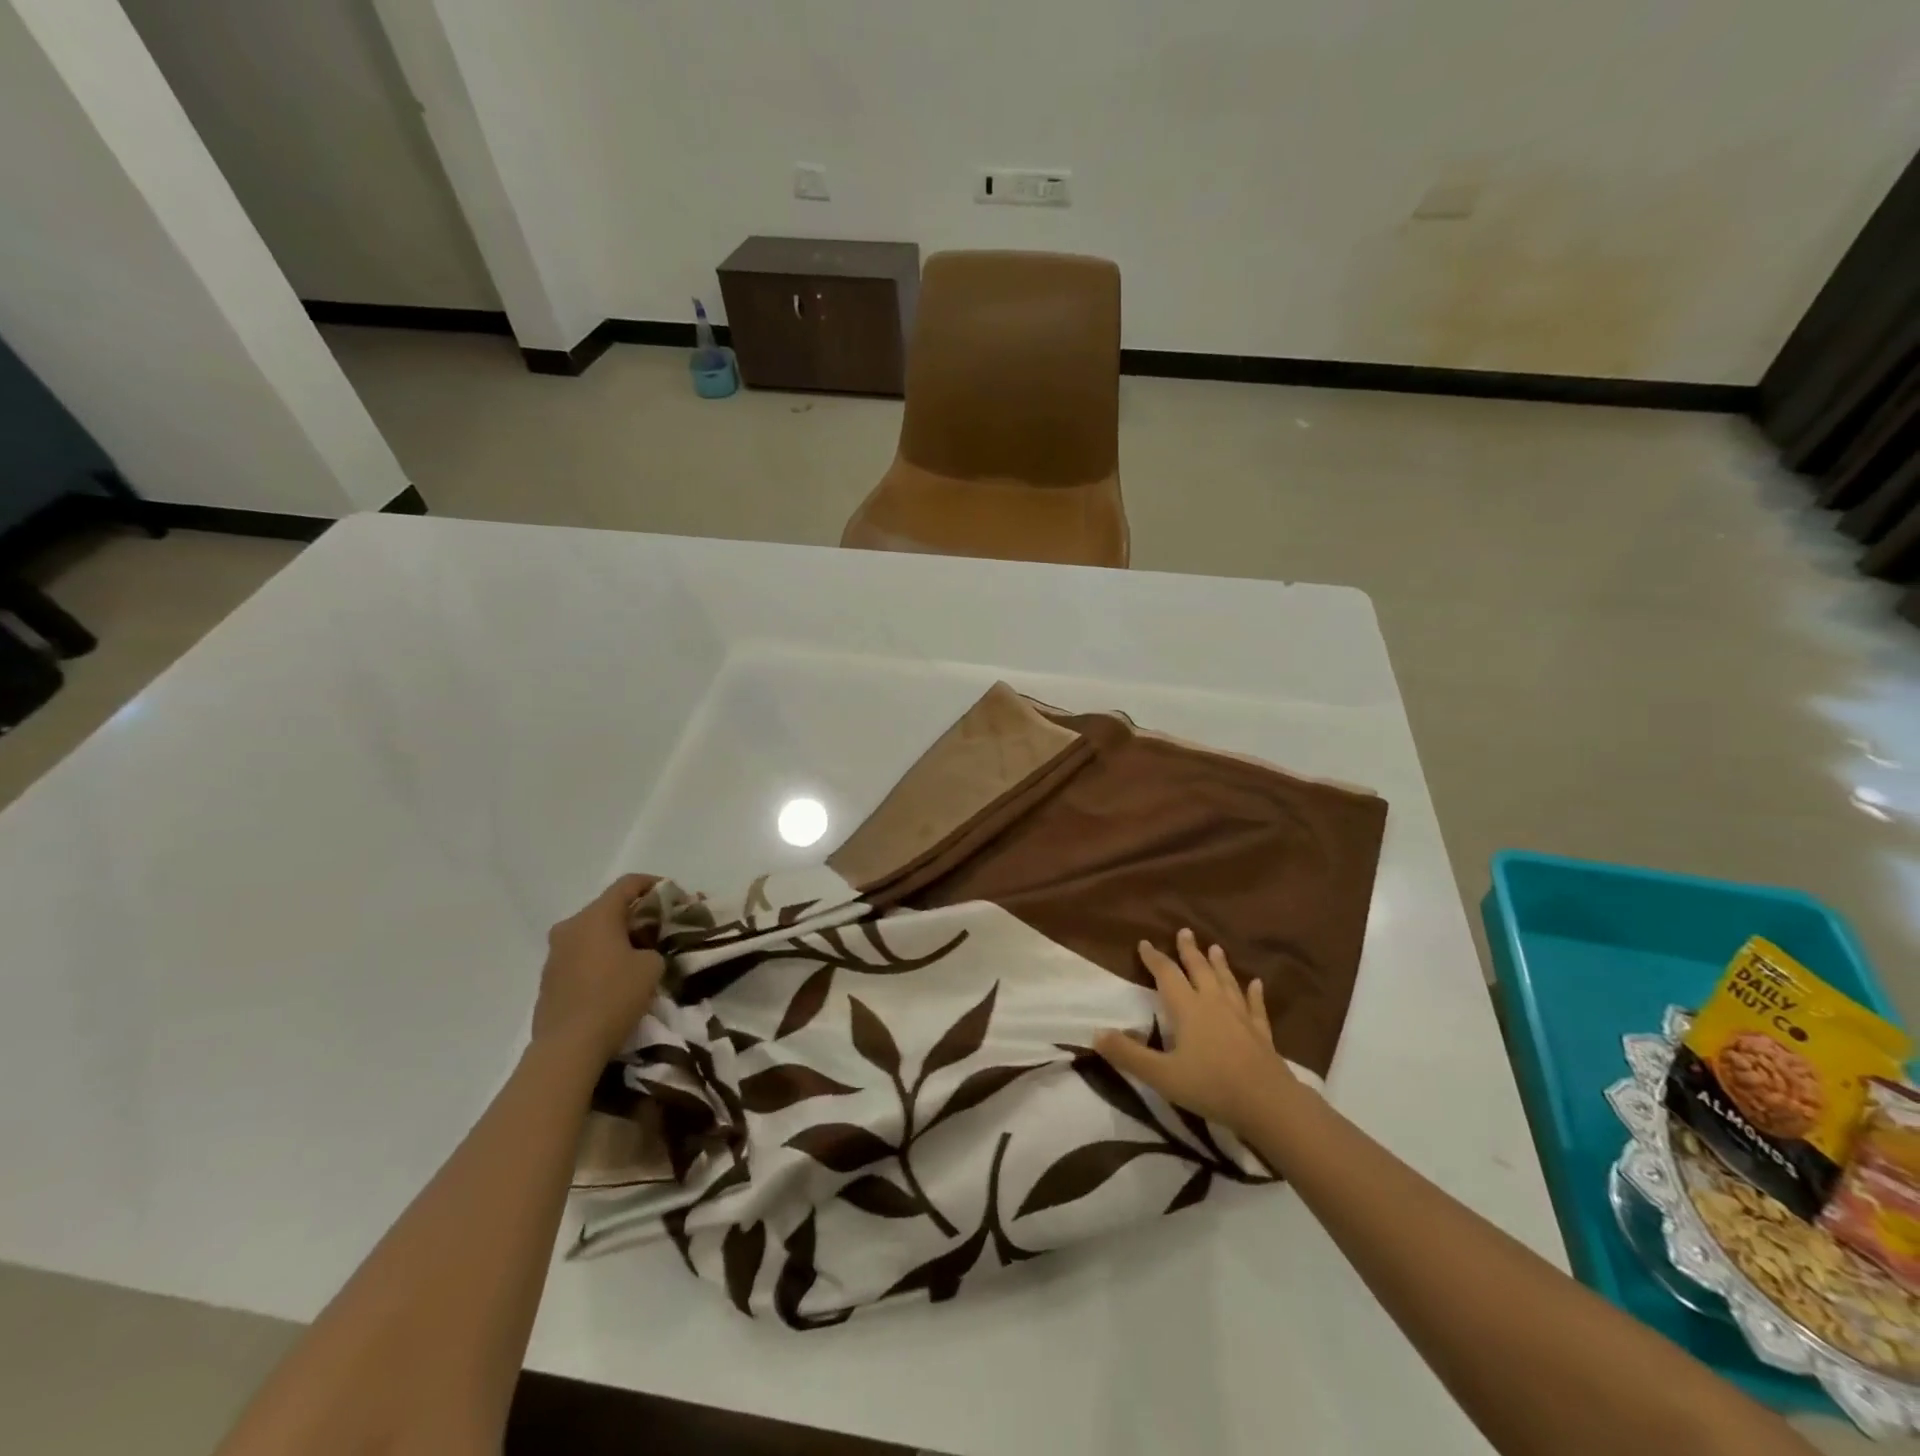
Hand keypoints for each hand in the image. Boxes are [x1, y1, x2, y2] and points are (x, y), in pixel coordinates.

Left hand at [532, 875, 665, 1063]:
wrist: (568, 1047)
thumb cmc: (614, 997)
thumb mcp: (652, 966)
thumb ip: (652, 947)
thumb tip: (642, 950)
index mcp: (596, 916)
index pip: (628, 884)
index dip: (654, 884)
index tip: (673, 896)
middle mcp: (570, 927)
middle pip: (607, 908)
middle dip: (634, 914)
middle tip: (658, 929)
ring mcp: (554, 954)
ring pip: (591, 933)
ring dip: (614, 938)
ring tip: (638, 955)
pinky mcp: (548, 979)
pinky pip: (580, 956)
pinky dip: (599, 958)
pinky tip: (614, 978)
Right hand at [1095, 928, 1295, 1132]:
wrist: (1267, 1103)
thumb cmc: (1210, 1086)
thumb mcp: (1161, 1075)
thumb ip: (1128, 1054)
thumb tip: (1096, 1033)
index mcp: (1188, 1009)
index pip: (1167, 975)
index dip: (1154, 958)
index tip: (1144, 943)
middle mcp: (1213, 1004)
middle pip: (1199, 970)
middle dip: (1189, 951)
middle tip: (1184, 931)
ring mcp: (1240, 1016)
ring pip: (1227, 982)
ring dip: (1219, 964)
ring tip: (1215, 948)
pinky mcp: (1261, 1033)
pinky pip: (1255, 1006)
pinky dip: (1254, 993)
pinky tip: (1256, 983)